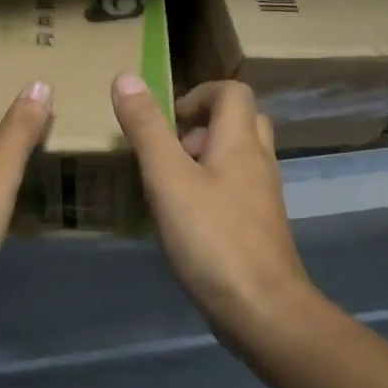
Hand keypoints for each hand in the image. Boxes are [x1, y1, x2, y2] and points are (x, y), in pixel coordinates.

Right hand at [112, 75, 313, 330]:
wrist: (262, 310)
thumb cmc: (212, 238)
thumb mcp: (168, 179)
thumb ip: (147, 129)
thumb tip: (125, 77)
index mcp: (240, 142)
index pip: (233, 92)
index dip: (198, 94)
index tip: (166, 121)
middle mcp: (259, 162)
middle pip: (240, 121)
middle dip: (201, 126)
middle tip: (168, 150)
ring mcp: (262, 197)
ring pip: (239, 157)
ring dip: (205, 158)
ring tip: (168, 184)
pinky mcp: (259, 227)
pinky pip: (237, 189)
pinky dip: (212, 189)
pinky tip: (184, 218)